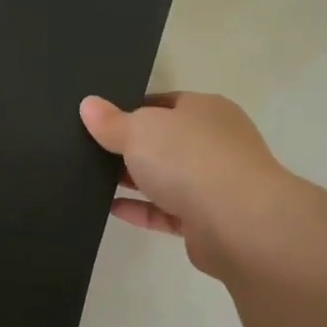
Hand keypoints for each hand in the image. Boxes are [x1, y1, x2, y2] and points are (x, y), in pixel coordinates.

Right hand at [80, 92, 299, 279]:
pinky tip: (109, 208)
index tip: (98, 119)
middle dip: (130, 147)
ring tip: (91, 180)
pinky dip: (140, 210)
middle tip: (87, 150)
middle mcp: (214, 143)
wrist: (238, 223)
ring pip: (165, 178)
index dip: (131, 109)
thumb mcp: (139, 130)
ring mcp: (213, 183)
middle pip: (164, 141)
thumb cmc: (189, 159)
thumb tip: (88, 104)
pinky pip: (165, 212)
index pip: (164, 103)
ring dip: (133, 180)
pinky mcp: (206, 222)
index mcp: (206, 110)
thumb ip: (111, 121)